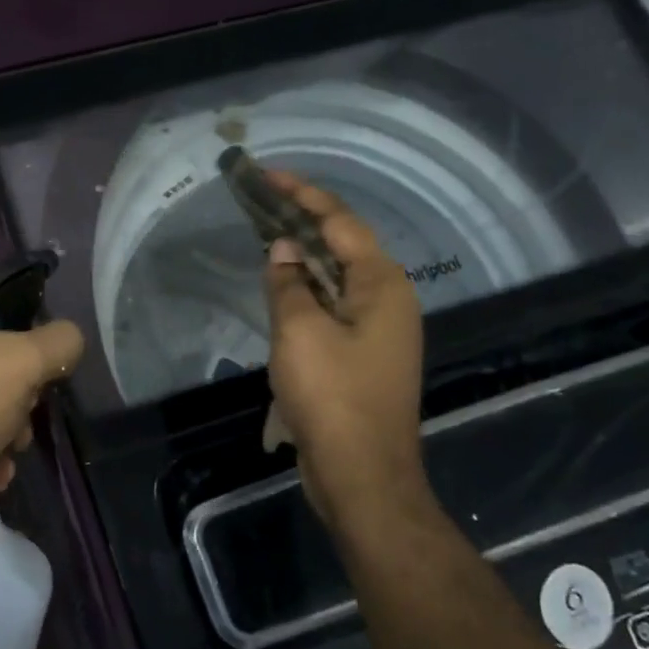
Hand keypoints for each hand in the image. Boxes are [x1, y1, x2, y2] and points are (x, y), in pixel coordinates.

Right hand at [262, 171, 425, 514]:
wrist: (361, 473)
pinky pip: (332, 305)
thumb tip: (282, 249)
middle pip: (342, 244)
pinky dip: (306, 288)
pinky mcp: (363, 354)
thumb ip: (288, 283)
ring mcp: (379, 329)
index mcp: (382, 285)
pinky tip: (281, 286)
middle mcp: (388, 299)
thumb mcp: (299, 332)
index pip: (340, 222)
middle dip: (302, 219)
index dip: (302, 194)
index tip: (268, 175)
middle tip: (260, 200)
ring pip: (336, 276)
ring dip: (302, 254)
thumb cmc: (332, 396)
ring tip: (265, 232)